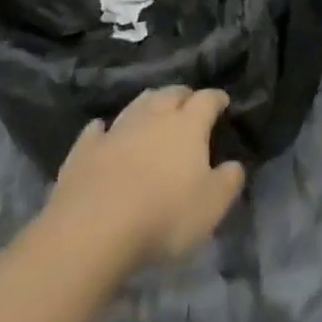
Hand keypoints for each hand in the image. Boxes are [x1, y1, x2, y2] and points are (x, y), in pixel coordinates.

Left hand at [47, 86, 244, 273]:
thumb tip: (235, 165)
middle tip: (189, 103)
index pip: (207, 100)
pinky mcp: (86, 148)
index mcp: (187, 124)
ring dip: (149, 104)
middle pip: (171, 93)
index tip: (223, 101)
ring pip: (138, 103)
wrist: (94, 227)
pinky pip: (97, 130)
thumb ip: (228, 181)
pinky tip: (103, 131)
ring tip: (154, 110)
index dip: (216, 98)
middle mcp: (154, 116)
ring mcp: (117, 128)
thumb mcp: (211, 206)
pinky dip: (104, 129)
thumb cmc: (163, 215)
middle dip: (183, 95)